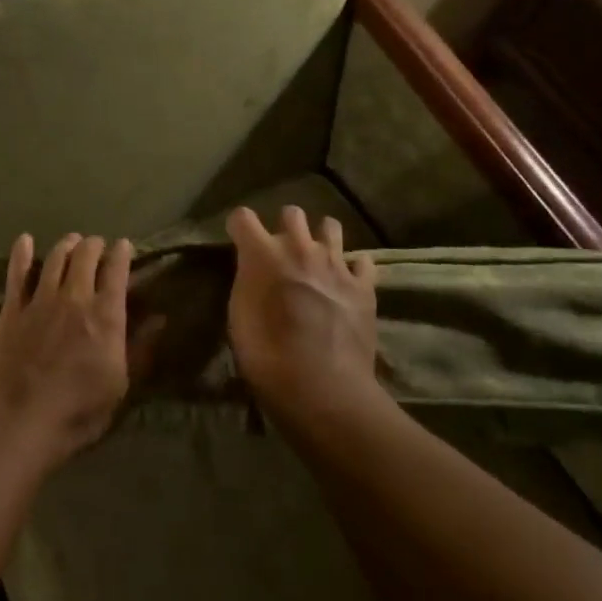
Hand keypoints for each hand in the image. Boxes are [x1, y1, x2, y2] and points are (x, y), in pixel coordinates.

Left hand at [0, 233, 153, 468]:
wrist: (17, 422)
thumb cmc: (77, 412)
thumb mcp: (120, 386)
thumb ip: (140, 348)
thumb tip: (160, 318)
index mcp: (106, 315)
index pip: (117, 270)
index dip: (122, 253)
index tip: (125, 246)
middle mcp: (75, 297)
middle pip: (86, 255)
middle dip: (95, 244)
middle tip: (98, 245)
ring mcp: (40, 300)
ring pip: (56, 257)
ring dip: (67, 244)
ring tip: (72, 241)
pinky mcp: (12, 309)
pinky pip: (17, 273)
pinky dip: (22, 253)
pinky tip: (25, 240)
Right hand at [225, 205, 378, 417]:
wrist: (322, 387)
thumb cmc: (267, 356)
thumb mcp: (239, 317)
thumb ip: (247, 282)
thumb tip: (253, 270)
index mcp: (263, 254)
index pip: (242, 217)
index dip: (238, 228)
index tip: (238, 241)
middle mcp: (300, 248)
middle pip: (291, 212)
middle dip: (284, 226)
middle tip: (280, 251)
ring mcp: (336, 264)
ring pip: (331, 226)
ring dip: (320, 238)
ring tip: (316, 258)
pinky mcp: (363, 286)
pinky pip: (363, 262)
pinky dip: (354, 268)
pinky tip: (347, 282)